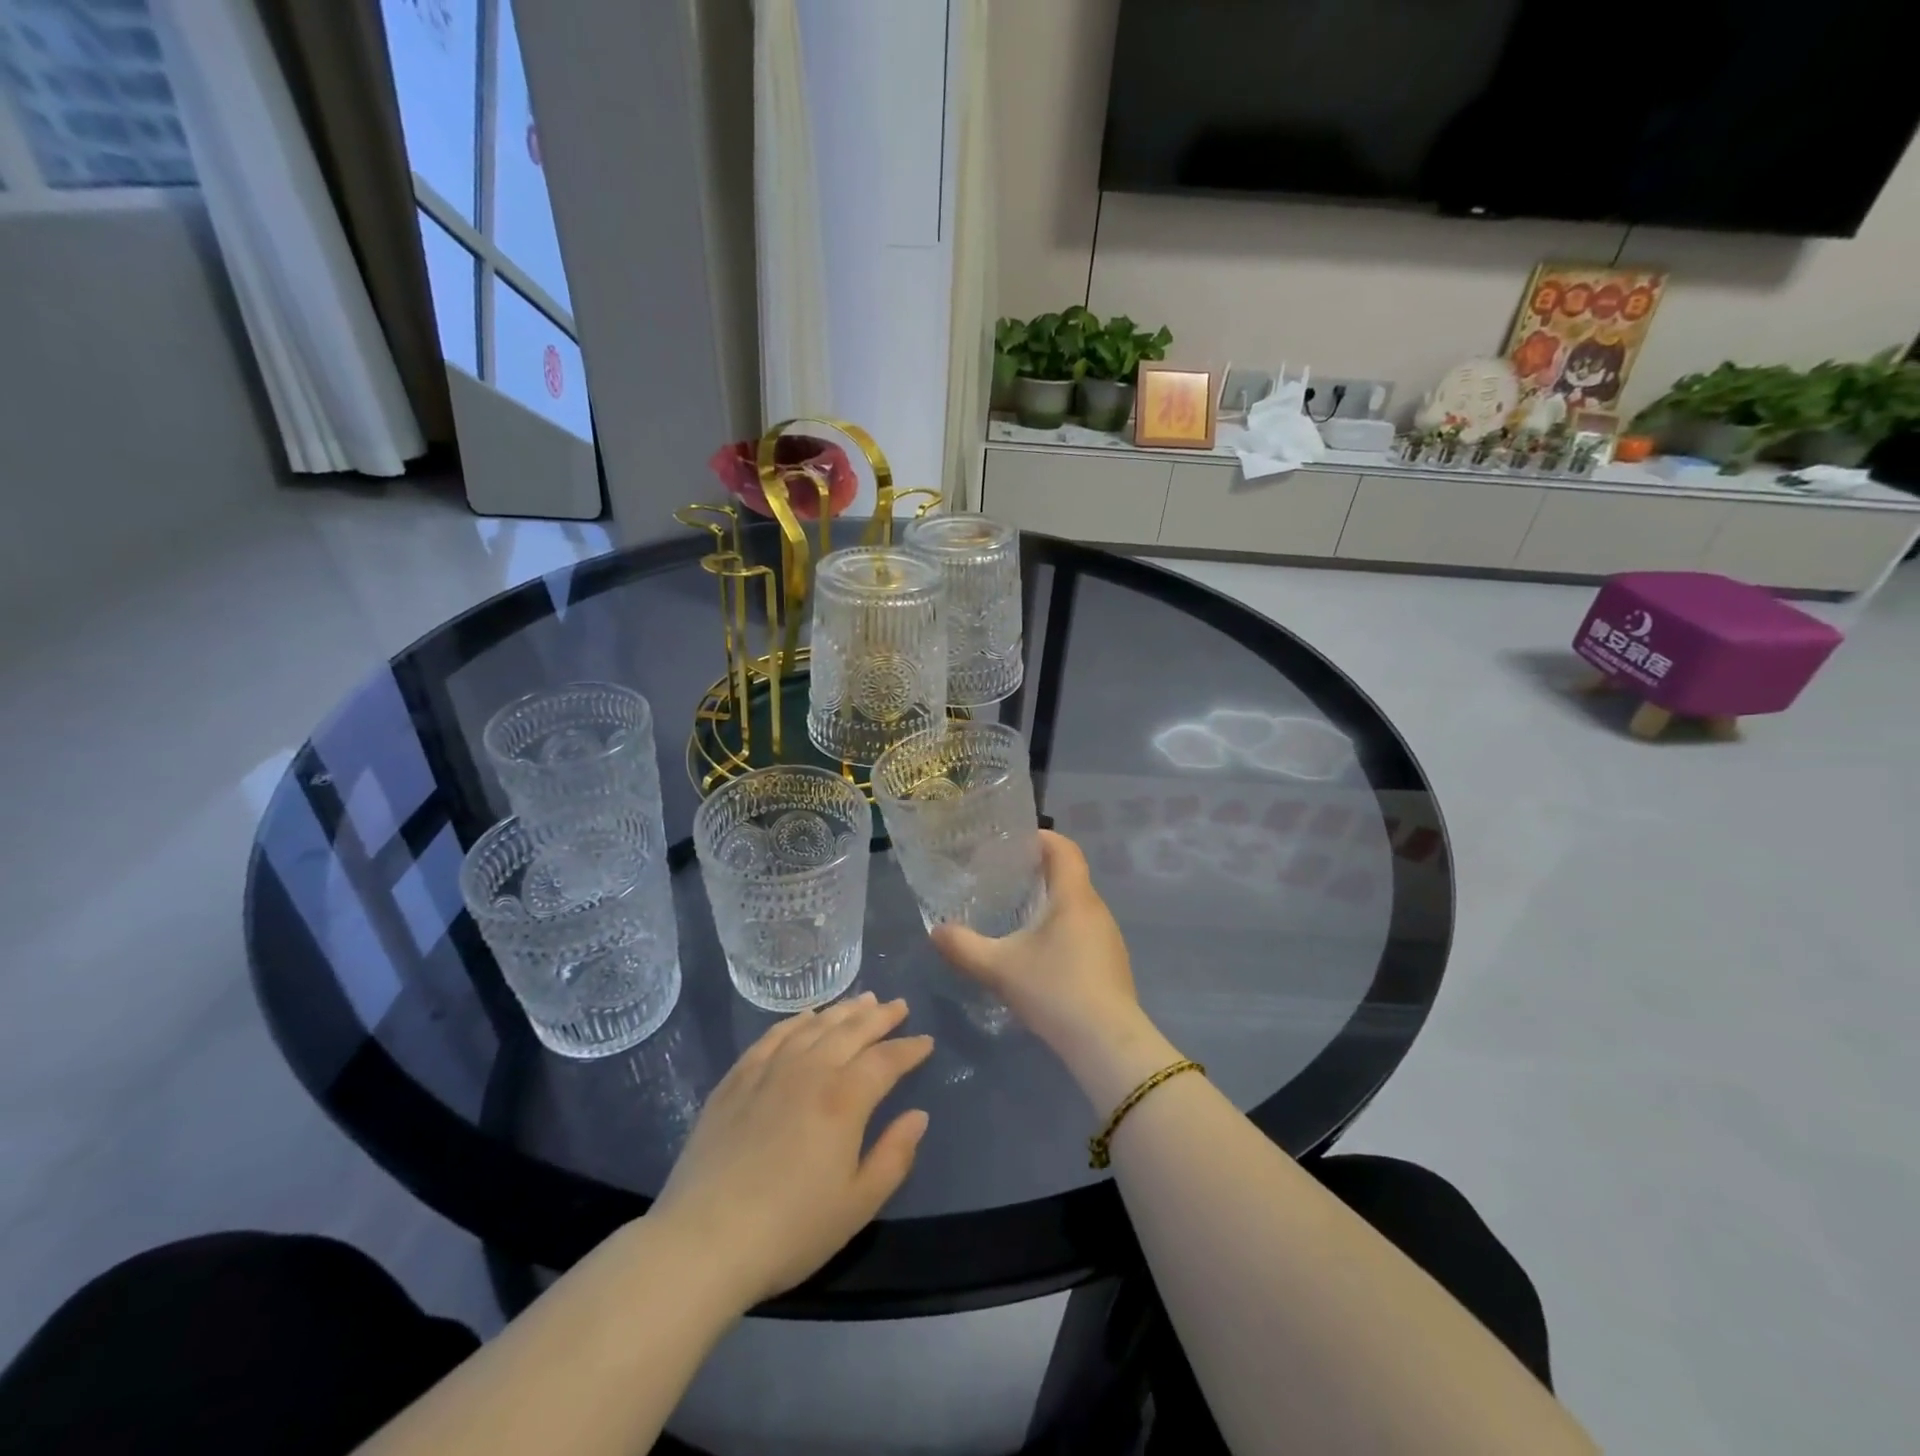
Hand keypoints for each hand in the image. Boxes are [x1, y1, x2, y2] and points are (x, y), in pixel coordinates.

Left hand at [648, 994, 933, 1310]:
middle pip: (851, 1030)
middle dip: (880, 1016)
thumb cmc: (790, 1230)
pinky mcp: (735, 1080)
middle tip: (898, 1005)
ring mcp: (769, 1071)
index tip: (925, 1041)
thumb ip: (894, 1156)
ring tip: (862, 1000)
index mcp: (844, 1099)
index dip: (909, 1049)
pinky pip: (772, 1036)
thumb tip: (918, 1116)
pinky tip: (805, 1017)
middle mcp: (809, 1071)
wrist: (703, 1241)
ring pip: (814, 1026)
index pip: (886, 1060)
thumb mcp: (857, 1205)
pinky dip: (794, 1021)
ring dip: (842, 1010)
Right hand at [932, 832, 1178, 1107]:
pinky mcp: (1112, 963)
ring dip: (1051, 903)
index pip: (1064, 848)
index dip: (1041, 837)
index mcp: (1074, 896)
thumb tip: (935, 931)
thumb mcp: (999, 968)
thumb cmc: (1054, 990)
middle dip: (1039, 871)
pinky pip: (1084, 930)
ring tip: (1017, 914)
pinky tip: (1040, 953)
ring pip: (1077, 905)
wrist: (1106, 1042)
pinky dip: (1062, 928)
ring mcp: (1108, 937)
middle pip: (1070, 875)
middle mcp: (1096, 909)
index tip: (1014, 842)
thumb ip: (963, 947)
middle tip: (1004, 879)